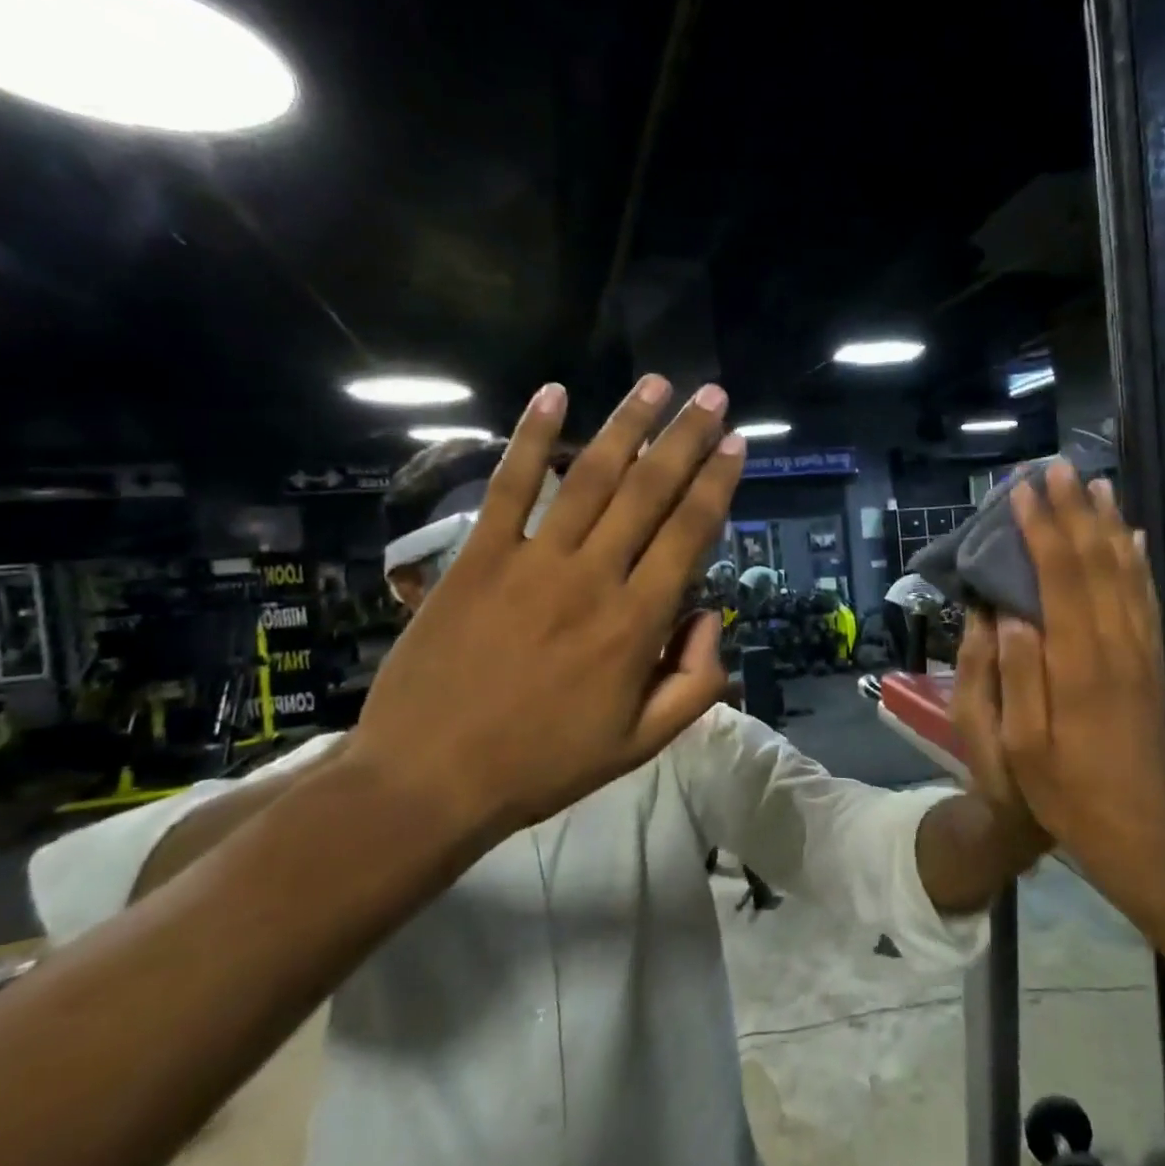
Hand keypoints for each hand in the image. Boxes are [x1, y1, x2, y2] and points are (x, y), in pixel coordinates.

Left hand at [349, 375, 744, 833]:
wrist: (427, 781)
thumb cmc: (544, 764)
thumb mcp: (641, 743)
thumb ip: (695, 681)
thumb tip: (711, 616)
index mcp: (637, 624)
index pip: (689, 534)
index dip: (717, 483)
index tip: (737, 444)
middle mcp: (593, 578)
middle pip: (649, 492)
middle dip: (686, 438)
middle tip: (711, 396)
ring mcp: (531, 561)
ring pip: (591, 478)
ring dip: (626, 425)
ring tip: (655, 384)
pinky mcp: (477, 557)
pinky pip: (509, 486)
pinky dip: (531, 438)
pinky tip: (552, 394)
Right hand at [950, 463, 1164, 882]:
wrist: (1136, 829)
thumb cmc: (1064, 789)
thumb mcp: (1020, 744)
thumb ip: (1016, 675)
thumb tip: (1008, 613)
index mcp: (1078, 662)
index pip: (1060, 577)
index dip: (1041, 529)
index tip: (1022, 492)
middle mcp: (1116, 645)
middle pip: (1096, 562)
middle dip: (1075, 511)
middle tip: (1059, 468)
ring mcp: (1141, 652)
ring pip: (1127, 572)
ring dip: (1110, 525)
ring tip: (1098, 485)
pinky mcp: (1153, 663)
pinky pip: (1147, 599)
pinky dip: (1138, 561)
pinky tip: (1133, 538)